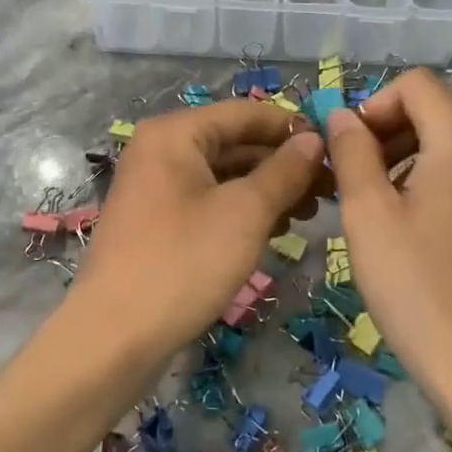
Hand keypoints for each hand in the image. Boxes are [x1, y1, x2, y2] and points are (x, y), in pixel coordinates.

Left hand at [70, 99, 325, 358]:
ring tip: (311, 213)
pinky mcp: (158, 221)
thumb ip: (284, 171)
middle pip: (235, 142)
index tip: (337, 149)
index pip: (246, 113)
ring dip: (269, 189)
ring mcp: (157, 187)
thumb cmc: (183, 263)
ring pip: (225, 175)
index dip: (292, 128)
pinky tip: (276, 229)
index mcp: (175, 133)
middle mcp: (161, 150)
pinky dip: (243, 210)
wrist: (114, 338)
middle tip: (331, 188)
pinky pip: (210, 200)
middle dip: (284, 163)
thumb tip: (314, 139)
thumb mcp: (245, 213)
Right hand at [323, 70, 451, 421]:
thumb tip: (341, 116)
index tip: (351, 152)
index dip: (375, 106)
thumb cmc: (420, 286)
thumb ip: (351, 150)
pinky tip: (434, 236)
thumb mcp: (368, 214)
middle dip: (394, 134)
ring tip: (393, 213)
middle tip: (362, 184)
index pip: (416, 85)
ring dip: (420, 161)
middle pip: (441, 112)